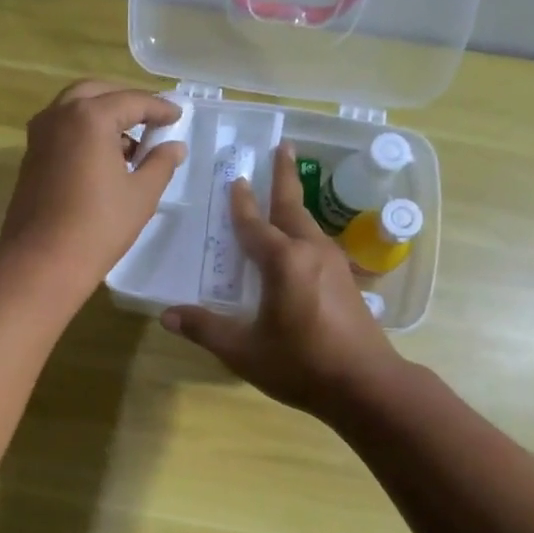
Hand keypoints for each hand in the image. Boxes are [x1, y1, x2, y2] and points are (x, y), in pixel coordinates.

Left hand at [0, 81, 185, 289]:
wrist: (43, 259)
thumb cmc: (99, 225)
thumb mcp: (141, 194)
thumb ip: (161, 163)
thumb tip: (174, 146)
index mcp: (90, 116)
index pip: (132, 100)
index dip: (159, 108)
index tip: (177, 117)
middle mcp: (59, 115)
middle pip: (97, 92)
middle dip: (125, 102)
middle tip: (150, 120)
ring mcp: (40, 135)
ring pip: (74, 108)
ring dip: (102, 115)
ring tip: (129, 145)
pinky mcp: (30, 156)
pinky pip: (61, 129)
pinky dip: (83, 131)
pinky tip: (102, 158)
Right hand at [161, 142, 400, 419]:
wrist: (367, 386)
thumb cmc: (302, 365)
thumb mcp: (244, 351)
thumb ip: (206, 329)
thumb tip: (167, 316)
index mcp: (284, 262)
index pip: (254, 225)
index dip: (240, 203)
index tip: (235, 178)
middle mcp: (311, 253)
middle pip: (293, 207)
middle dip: (284, 176)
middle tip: (282, 146)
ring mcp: (335, 265)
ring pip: (309, 224)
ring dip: (295, 203)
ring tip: (286, 191)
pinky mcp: (348, 281)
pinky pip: (319, 244)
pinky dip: (304, 231)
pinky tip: (301, 244)